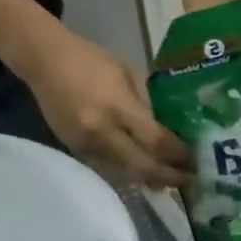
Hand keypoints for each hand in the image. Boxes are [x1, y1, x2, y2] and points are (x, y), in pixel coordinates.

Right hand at [19, 27, 190, 187]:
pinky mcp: (76, 151)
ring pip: (126, 173)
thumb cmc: (91, 60)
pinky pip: (110, 168)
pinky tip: (145, 171)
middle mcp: (102, 132)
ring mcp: (86, 145)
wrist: (43, 61)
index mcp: (118, 107)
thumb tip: (174, 128)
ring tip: (172, 179)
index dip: (179, 155)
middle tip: (189, 180)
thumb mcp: (129, 74)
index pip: (156, 141)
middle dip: (169, 177)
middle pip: (143, 167)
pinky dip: (130, 172)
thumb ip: (150, 103)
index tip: (197, 161)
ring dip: (151, 179)